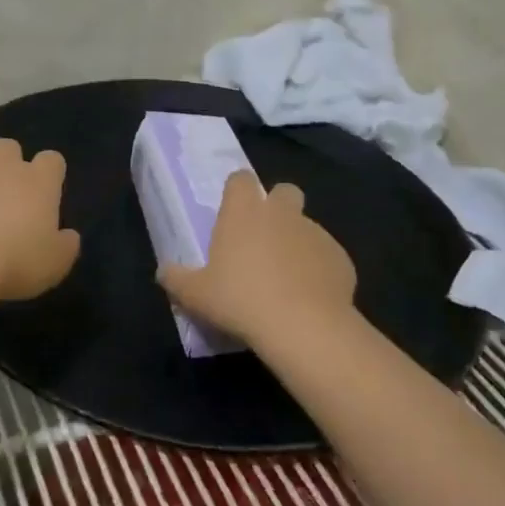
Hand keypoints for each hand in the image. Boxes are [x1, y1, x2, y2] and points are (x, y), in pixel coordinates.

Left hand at [0, 134, 80, 302]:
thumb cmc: (14, 263)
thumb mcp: (56, 264)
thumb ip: (66, 245)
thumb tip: (68, 236)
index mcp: (39, 181)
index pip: (52, 160)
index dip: (49, 173)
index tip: (45, 192)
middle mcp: (2, 165)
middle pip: (9, 145)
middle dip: (8, 161)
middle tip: (4, 187)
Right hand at [159, 172, 356, 345]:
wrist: (304, 326)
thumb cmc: (240, 300)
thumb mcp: (195, 295)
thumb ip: (176, 279)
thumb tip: (164, 272)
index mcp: (243, 212)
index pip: (241, 179)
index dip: (237, 191)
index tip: (231, 212)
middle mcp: (281, 213)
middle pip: (284, 191)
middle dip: (277, 207)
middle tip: (263, 240)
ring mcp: (315, 233)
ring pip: (306, 226)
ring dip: (296, 243)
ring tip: (285, 280)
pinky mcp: (341, 258)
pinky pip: (326, 257)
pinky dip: (318, 270)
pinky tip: (308, 298)